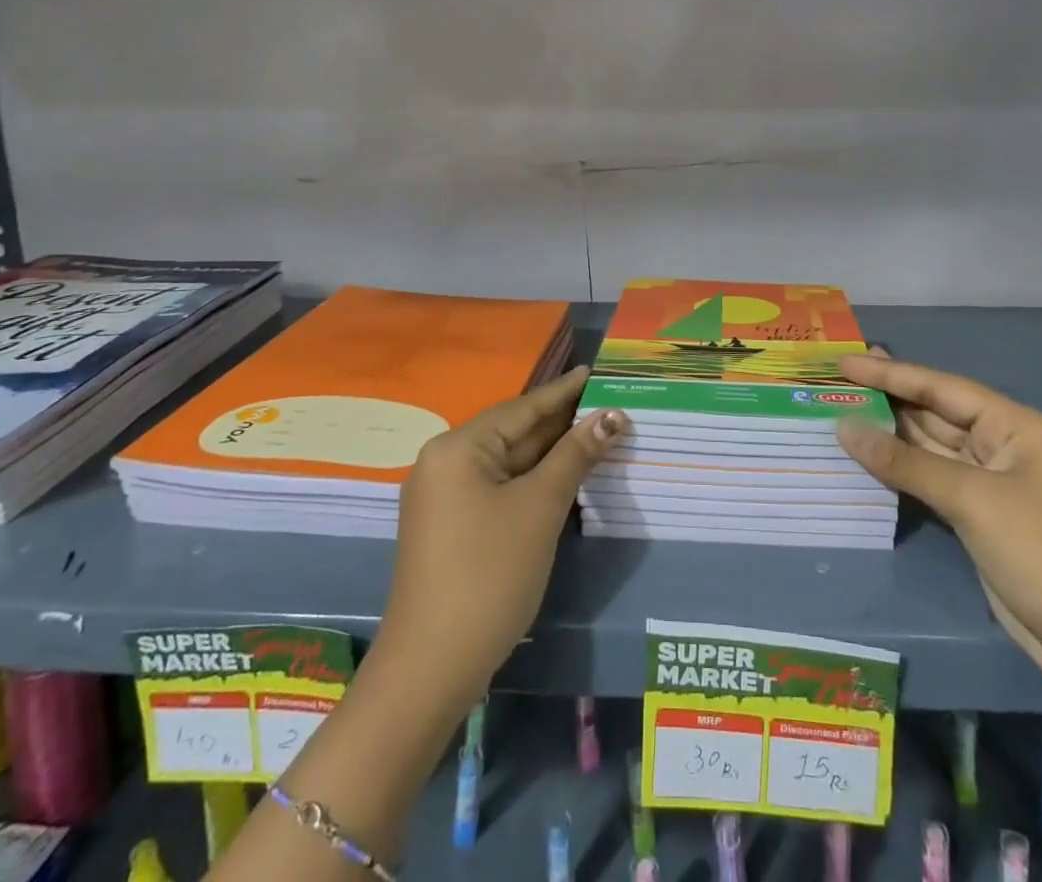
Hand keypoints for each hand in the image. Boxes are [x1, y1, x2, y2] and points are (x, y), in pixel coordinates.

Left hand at [377, 366, 624, 710]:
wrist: (431, 669)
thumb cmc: (489, 574)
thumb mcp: (539, 508)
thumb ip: (575, 456)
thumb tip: (611, 417)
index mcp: (458, 448)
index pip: (522, 408)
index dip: (564, 391)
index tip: (595, 371)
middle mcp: (444, 462)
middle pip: (513, 432)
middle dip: (561, 422)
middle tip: (607, 404)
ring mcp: (443, 497)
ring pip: (507, 462)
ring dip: (549, 452)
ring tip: (595, 433)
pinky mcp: (450, 526)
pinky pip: (497, 487)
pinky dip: (531, 479)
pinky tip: (562, 475)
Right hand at [834, 354, 1041, 690]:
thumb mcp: (973, 499)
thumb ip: (906, 463)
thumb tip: (845, 429)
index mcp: (1014, 425)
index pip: (941, 387)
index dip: (891, 373)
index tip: (846, 362)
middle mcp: (1001, 445)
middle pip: (935, 413)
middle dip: (888, 398)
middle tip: (837, 380)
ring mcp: (991, 483)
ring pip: (931, 448)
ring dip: (889, 434)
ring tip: (841, 411)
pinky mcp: (980, 516)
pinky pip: (931, 480)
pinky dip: (900, 470)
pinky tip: (868, 459)